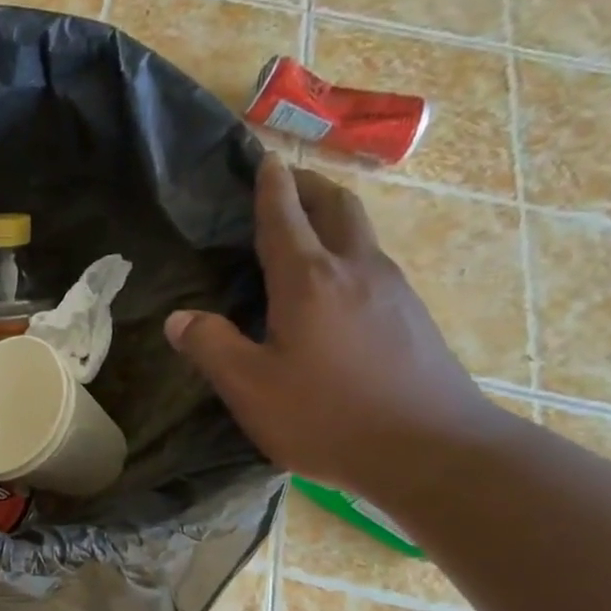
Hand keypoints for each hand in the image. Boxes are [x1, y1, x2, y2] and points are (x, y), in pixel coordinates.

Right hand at [165, 153, 500, 497]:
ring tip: (305, 228)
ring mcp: (392, 289)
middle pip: (337, 206)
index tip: (261, 159)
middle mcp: (355, 269)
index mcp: (309, 280)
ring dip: (332, 216)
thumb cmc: (327, 417)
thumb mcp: (250, 388)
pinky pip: (373, 262)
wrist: (431, 450)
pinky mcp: (412, 315)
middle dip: (308, 186)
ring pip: (360, 232)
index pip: (284, 216)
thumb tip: (179, 318)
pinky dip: (347, 250)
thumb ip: (211, 347)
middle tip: (283, 185)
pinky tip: (334, 285)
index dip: (270, 186)